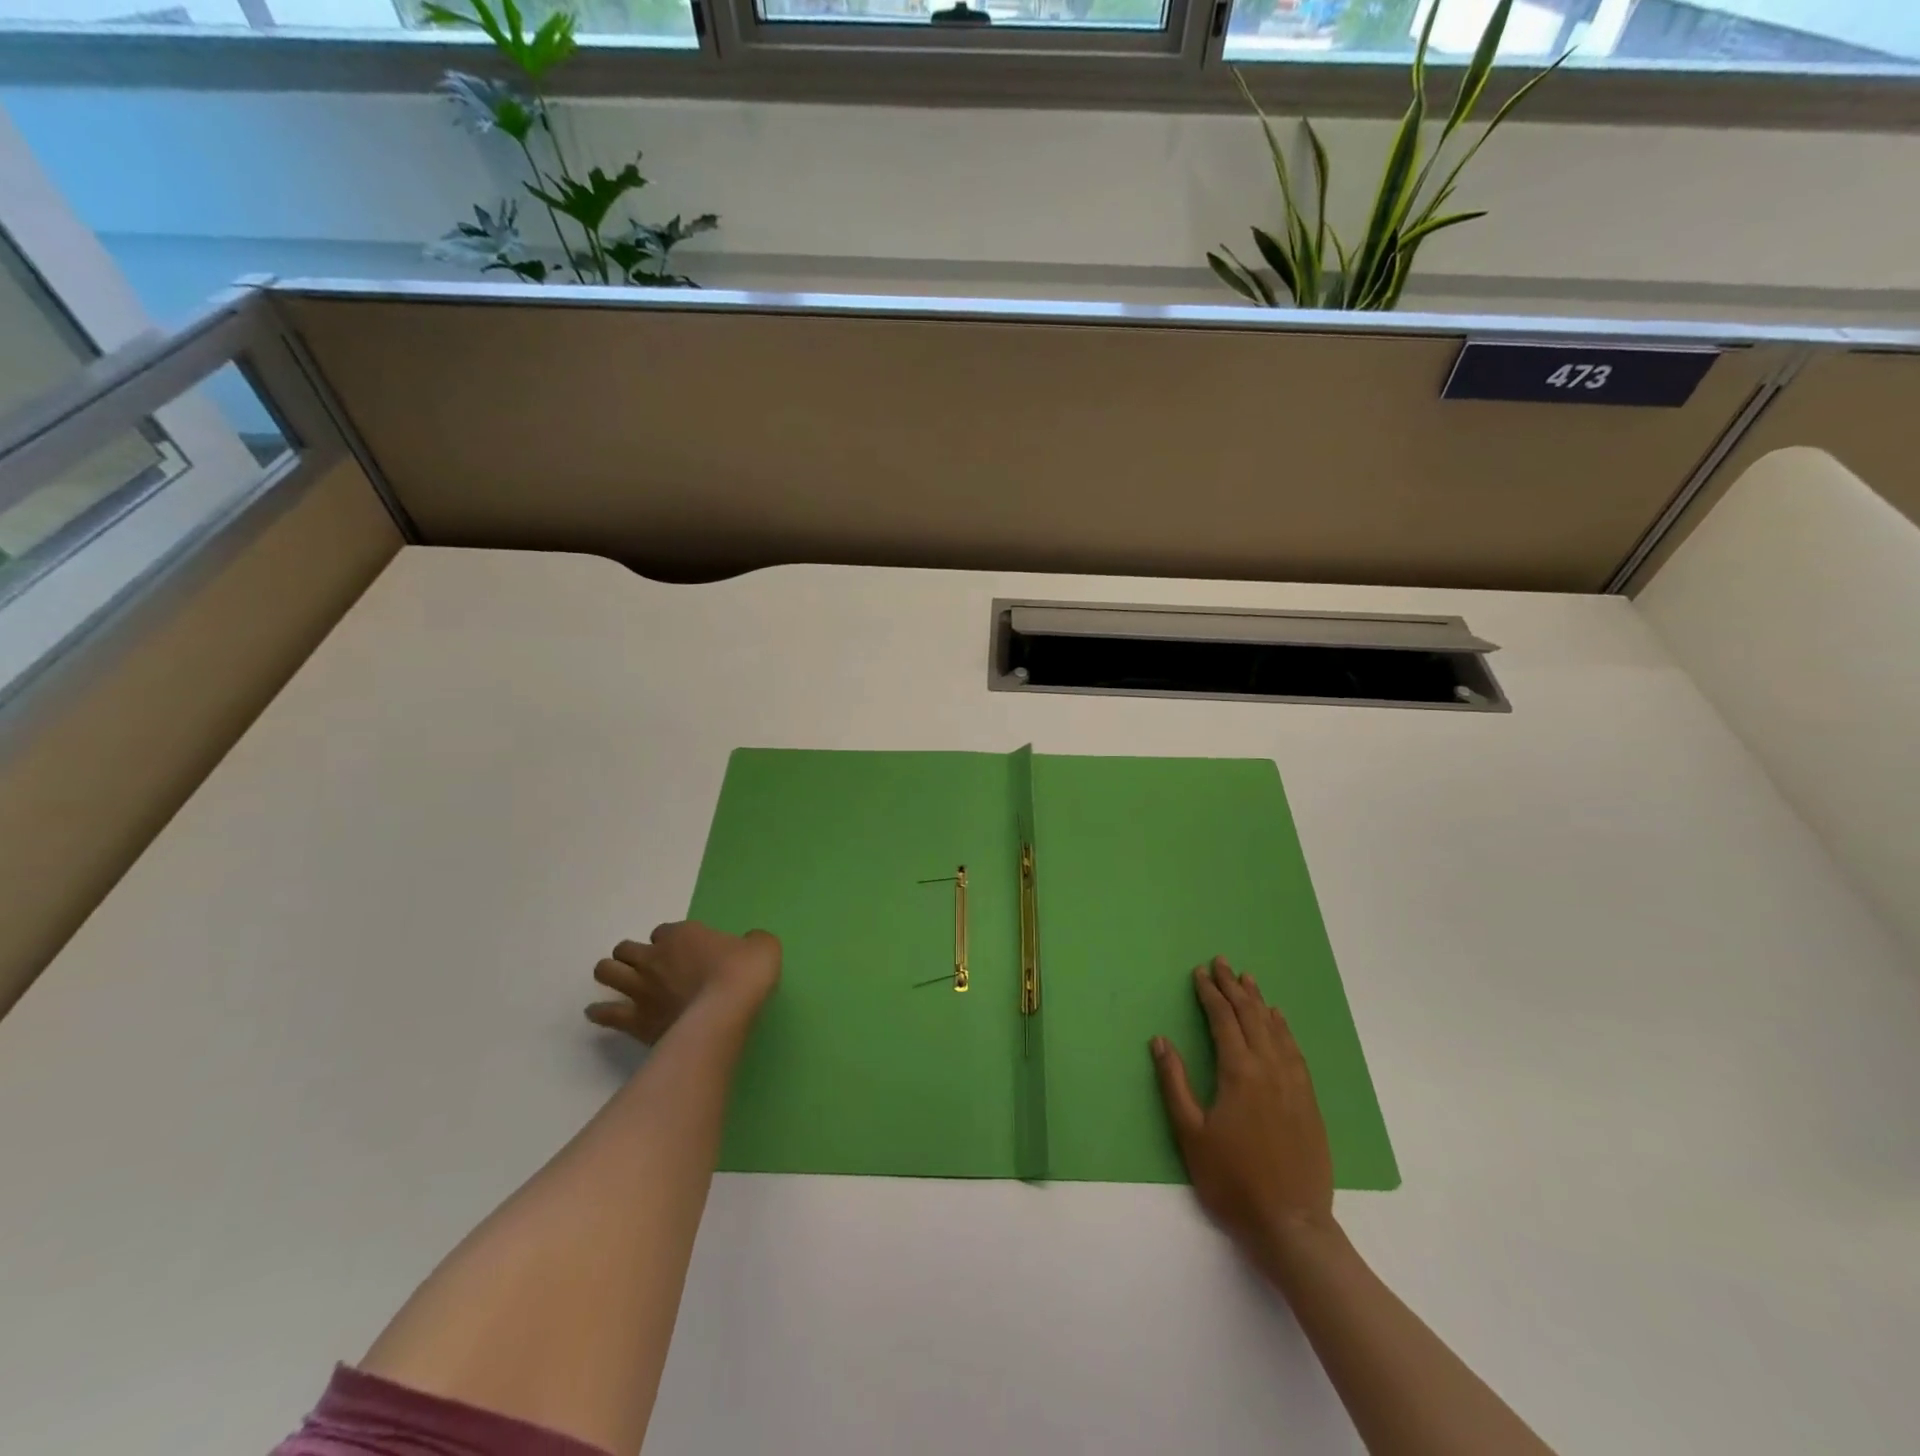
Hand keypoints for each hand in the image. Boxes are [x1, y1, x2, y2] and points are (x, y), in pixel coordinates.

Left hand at [586, 921, 780, 1044]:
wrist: (726, 1010)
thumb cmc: (744, 972)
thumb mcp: (762, 945)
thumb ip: (752, 941)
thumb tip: (750, 943)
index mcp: (682, 934)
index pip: (664, 931)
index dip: (670, 941)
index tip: (682, 951)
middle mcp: (654, 957)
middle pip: (626, 948)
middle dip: (631, 954)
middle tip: (646, 966)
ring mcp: (641, 988)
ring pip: (607, 972)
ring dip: (610, 974)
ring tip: (615, 981)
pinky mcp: (635, 1020)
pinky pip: (606, 1013)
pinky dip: (600, 1012)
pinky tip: (598, 1012)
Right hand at [1152, 957, 1335, 1268]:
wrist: (1291, 1224)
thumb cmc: (1232, 1180)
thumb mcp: (1190, 1134)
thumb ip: (1174, 1083)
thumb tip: (1160, 1041)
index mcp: (1239, 1072)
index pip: (1223, 1020)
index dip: (1210, 993)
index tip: (1200, 973)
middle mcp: (1269, 1068)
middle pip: (1250, 1016)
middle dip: (1233, 987)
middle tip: (1222, 963)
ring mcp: (1293, 1084)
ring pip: (1275, 1029)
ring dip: (1259, 1002)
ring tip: (1248, 980)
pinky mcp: (1309, 1101)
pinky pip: (1295, 1051)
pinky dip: (1283, 1028)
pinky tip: (1279, 1021)